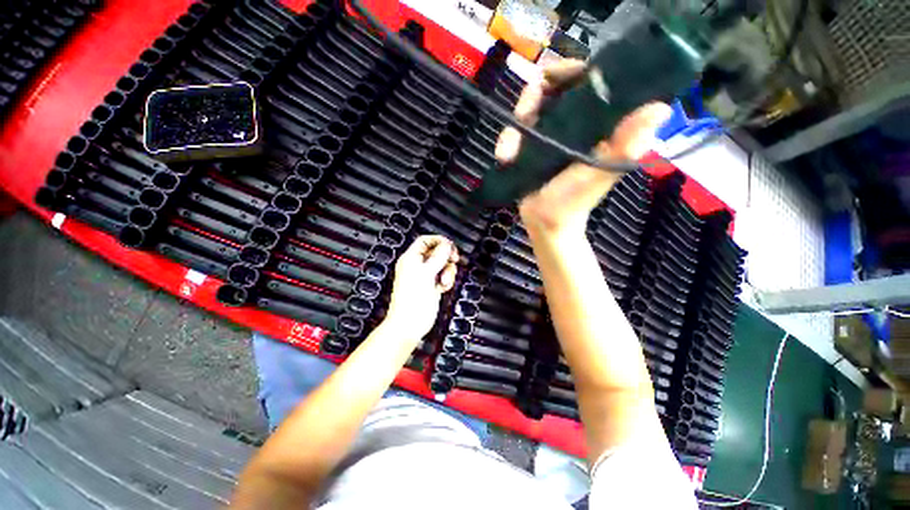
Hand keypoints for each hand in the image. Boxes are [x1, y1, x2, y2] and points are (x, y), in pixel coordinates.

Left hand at [385, 235, 458, 341]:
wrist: (410, 324)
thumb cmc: (412, 300)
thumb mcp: (426, 273)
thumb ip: (437, 257)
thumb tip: (447, 245)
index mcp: (411, 259)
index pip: (425, 241)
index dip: (438, 240)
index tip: (450, 246)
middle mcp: (418, 266)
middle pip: (437, 252)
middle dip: (446, 257)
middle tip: (453, 260)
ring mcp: (426, 277)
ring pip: (443, 265)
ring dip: (448, 271)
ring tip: (444, 280)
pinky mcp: (433, 287)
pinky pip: (444, 277)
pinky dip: (447, 281)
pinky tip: (443, 288)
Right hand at [495, 59, 672, 234]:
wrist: (545, 221)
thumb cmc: (573, 201)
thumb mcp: (598, 175)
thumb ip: (624, 147)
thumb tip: (660, 108)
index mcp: (597, 122)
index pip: (590, 79)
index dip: (573, 69)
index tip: (555, 77)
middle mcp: (574, 121)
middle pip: (554, 86)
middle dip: (535, 94)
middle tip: (525, 113)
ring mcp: (549, 132)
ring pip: (530, 106)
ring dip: (516, 121)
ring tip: (509, 152)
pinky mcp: (529, 145)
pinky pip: (515, 130)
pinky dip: (506, 139)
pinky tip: (505, 157)